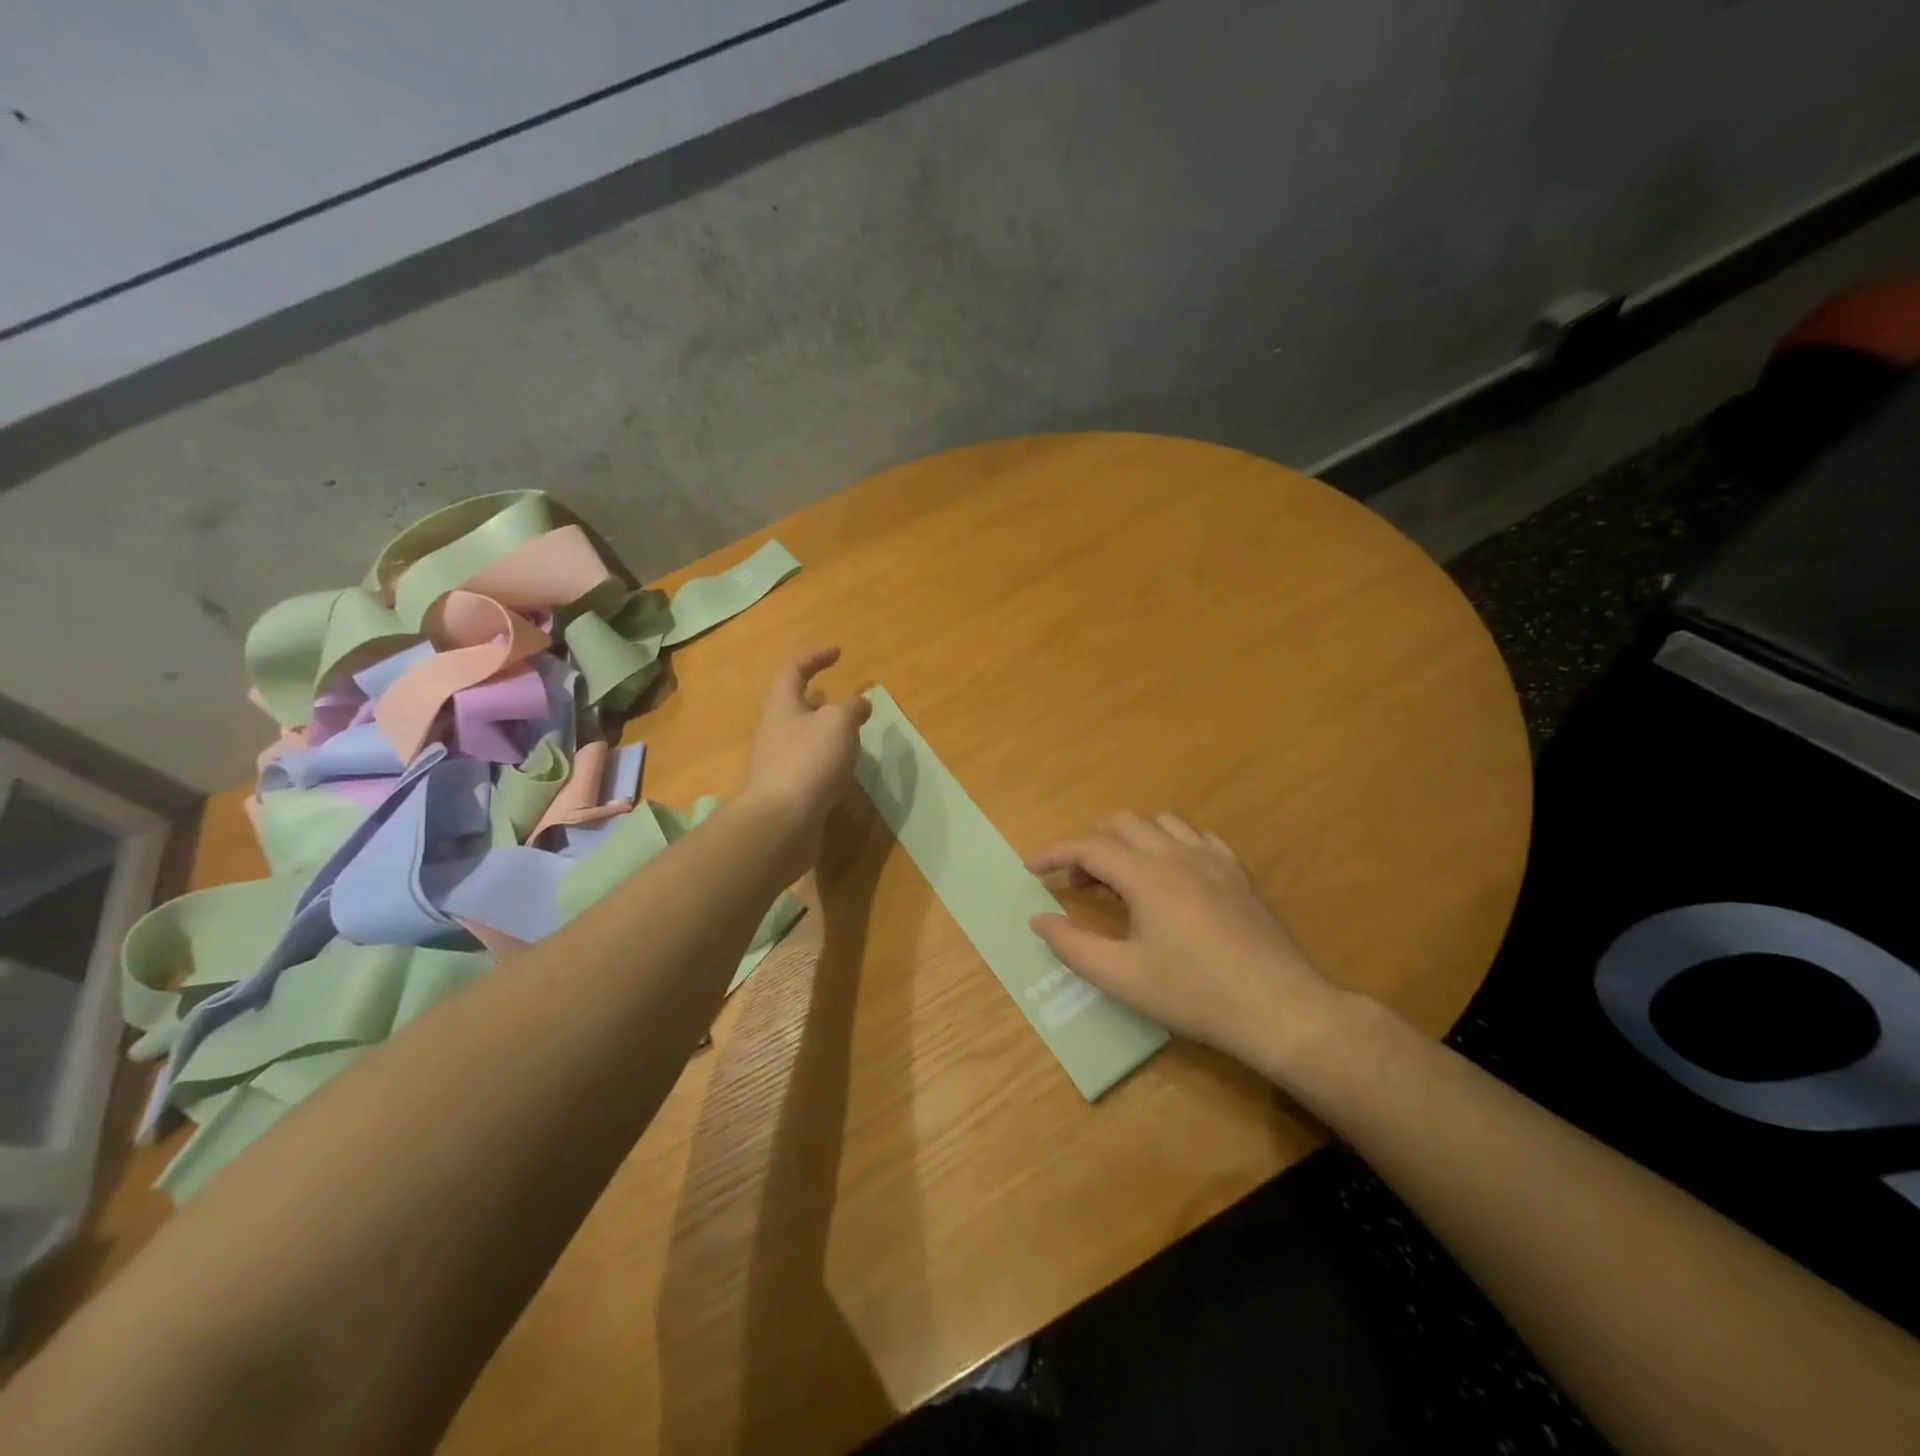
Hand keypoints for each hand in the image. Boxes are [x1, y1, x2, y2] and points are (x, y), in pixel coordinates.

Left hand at [742, 648, 872, 877]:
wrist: (781, 822)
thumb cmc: (809, 761)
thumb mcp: (838, 724)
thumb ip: (852, 708)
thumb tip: (860, 702)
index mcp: (782, 704)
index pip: (793, 669)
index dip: (814, 657)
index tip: (837, 652)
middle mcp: (774, 728)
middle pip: (791, 703)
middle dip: (816, 696)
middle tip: (840, 695)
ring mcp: (777, 760)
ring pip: (800, 734)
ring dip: (822, 728)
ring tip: (848, 731)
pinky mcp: (786, 788)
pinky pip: (806, 762)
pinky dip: (825, 756)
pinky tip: (842, 767)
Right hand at [1027, 813, 1353, 1081]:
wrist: (1281, 1009)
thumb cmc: (1195, 995)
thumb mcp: (1123, 978)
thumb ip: (1073, 946)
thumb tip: (1038, 919)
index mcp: (1147, 875)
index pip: (1088, 846)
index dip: (1054, 853)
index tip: (1031, 869)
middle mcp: (1178, 854)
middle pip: (1122, 824)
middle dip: (1090, 845)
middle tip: (1078, 884)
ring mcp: (1214, 859)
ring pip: (1160, 822)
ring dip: (1130, 839)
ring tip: (1121, 877)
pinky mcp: (1239, 872)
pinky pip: (1195, 836)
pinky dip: (1169, 843)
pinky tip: (1170, 874)